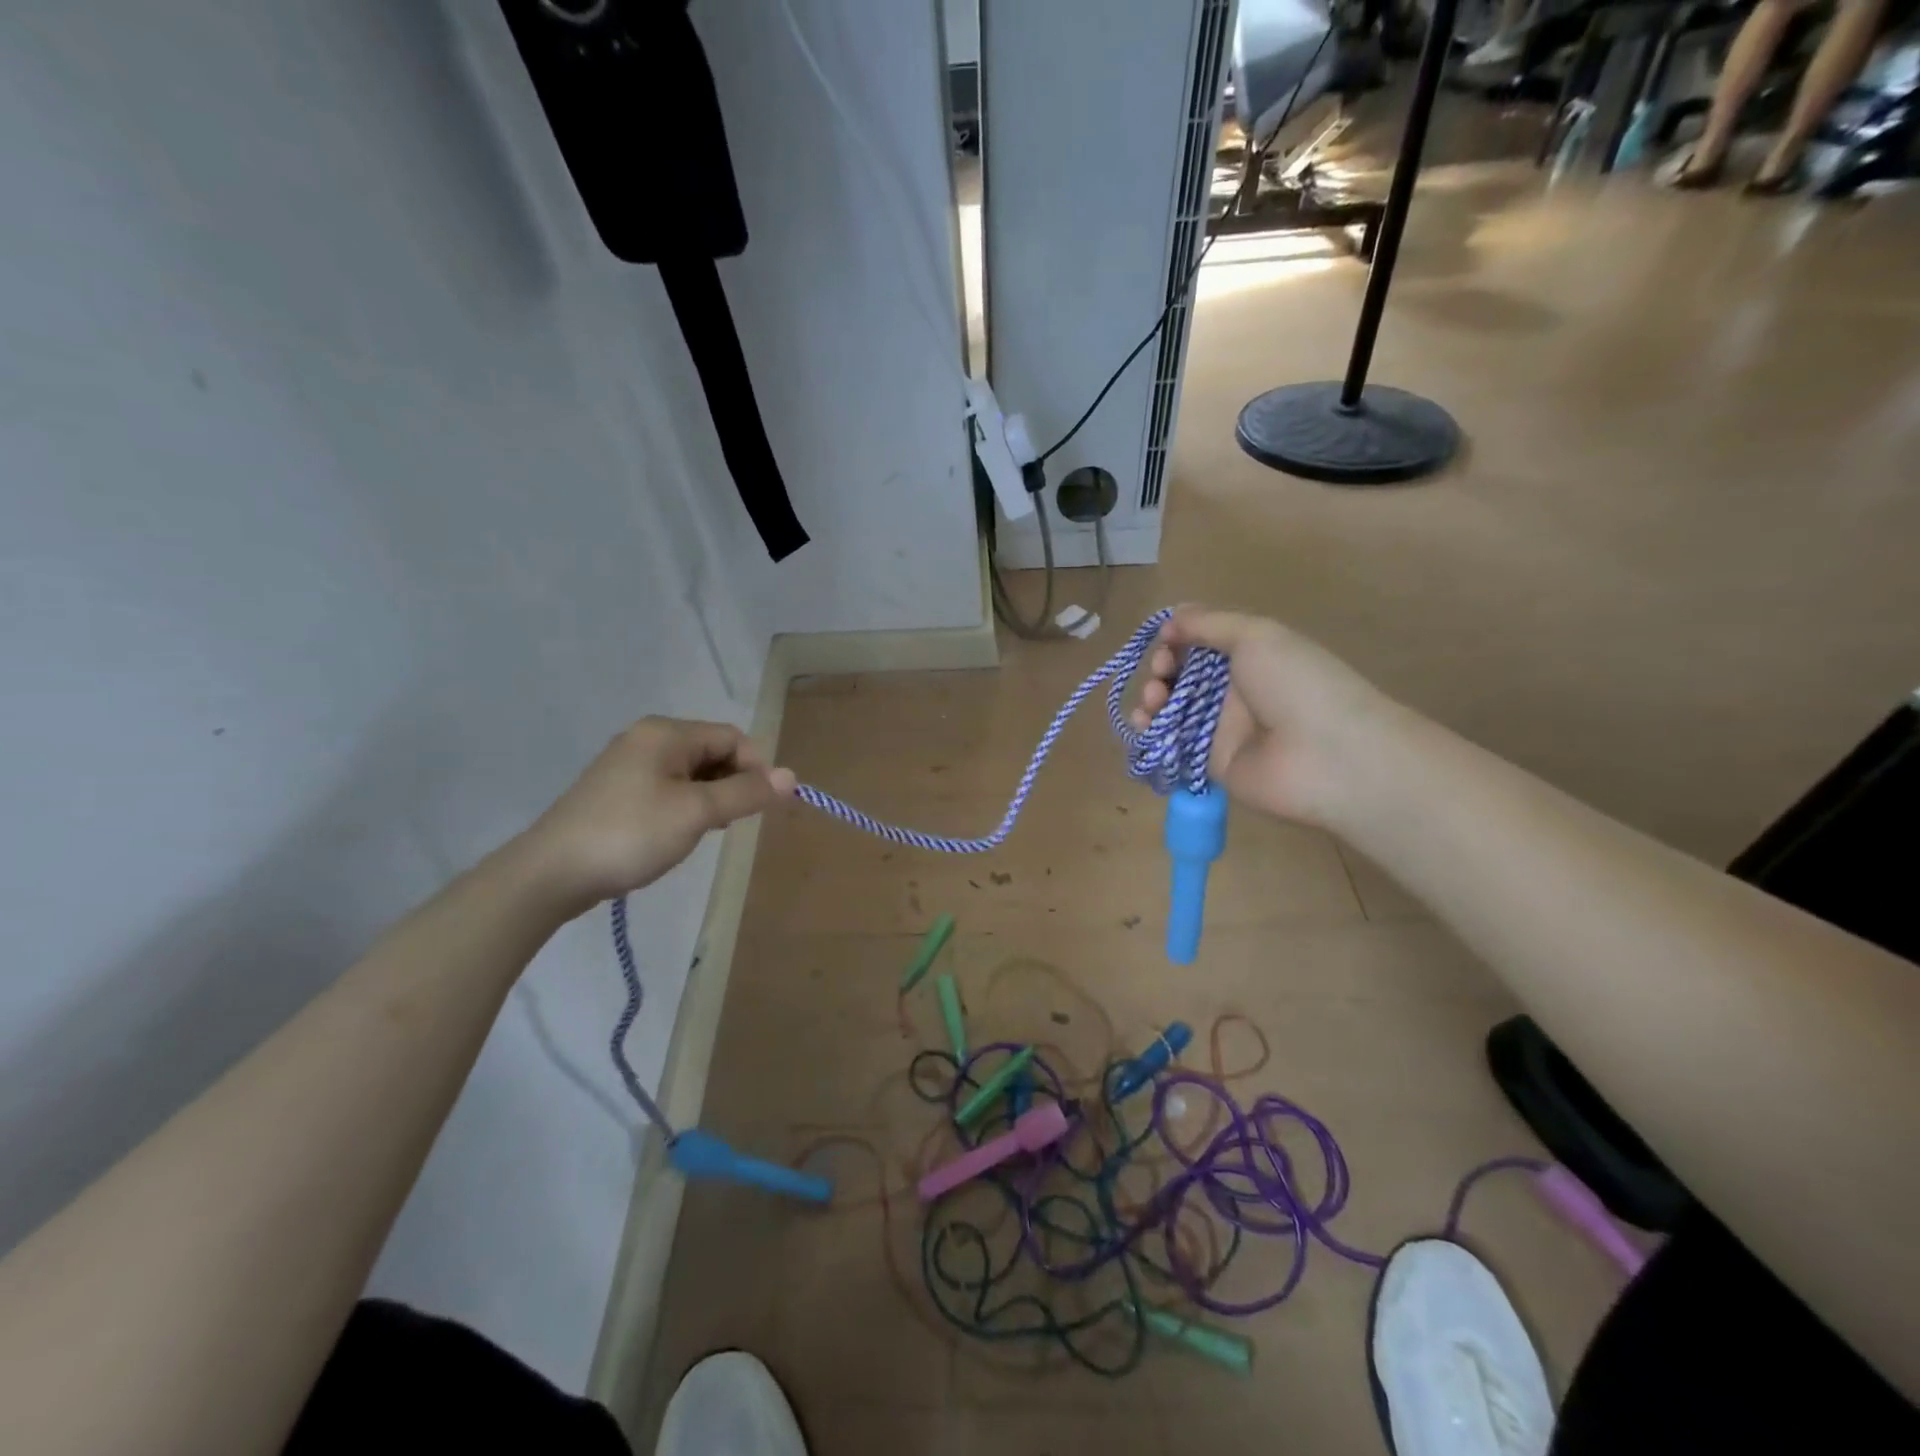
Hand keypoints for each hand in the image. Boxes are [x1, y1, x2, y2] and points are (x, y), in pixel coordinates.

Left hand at [520, 717, 794, 910]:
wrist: (552, 873)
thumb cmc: (631, 834)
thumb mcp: (697, 813)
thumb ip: (745, 792)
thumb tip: (792, 776)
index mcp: (666, 732)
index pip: (732, 737)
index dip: (756, 768)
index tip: (761, 806)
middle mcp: (647, 738)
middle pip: (712, 751)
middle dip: (732, 783)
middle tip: (731, 822)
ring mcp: (629, 764)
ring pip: (692, 772)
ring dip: (710, 797)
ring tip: (705, 831)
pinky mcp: (617, 790)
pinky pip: (668, 787)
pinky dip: (685, 805)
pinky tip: (680, 833)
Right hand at [1130, 605, 1390, 825]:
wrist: (1327, 756)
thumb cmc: (1296, 684)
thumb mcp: (1256, 636)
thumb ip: (1209, 624)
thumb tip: (1172, 617)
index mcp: (1251, 656)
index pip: (1201, 644)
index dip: (1178, 640)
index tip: (1166, 642)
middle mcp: (1235, 691)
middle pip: (1182, 676)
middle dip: (1162, 669)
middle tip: (1161, 673)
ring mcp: (1223, 729)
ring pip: (1173, 710)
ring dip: (1152, 699)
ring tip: (1152, 699)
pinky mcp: (1210, 764)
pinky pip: (1173, 744)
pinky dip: (1151, 733)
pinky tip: (1143, 723)